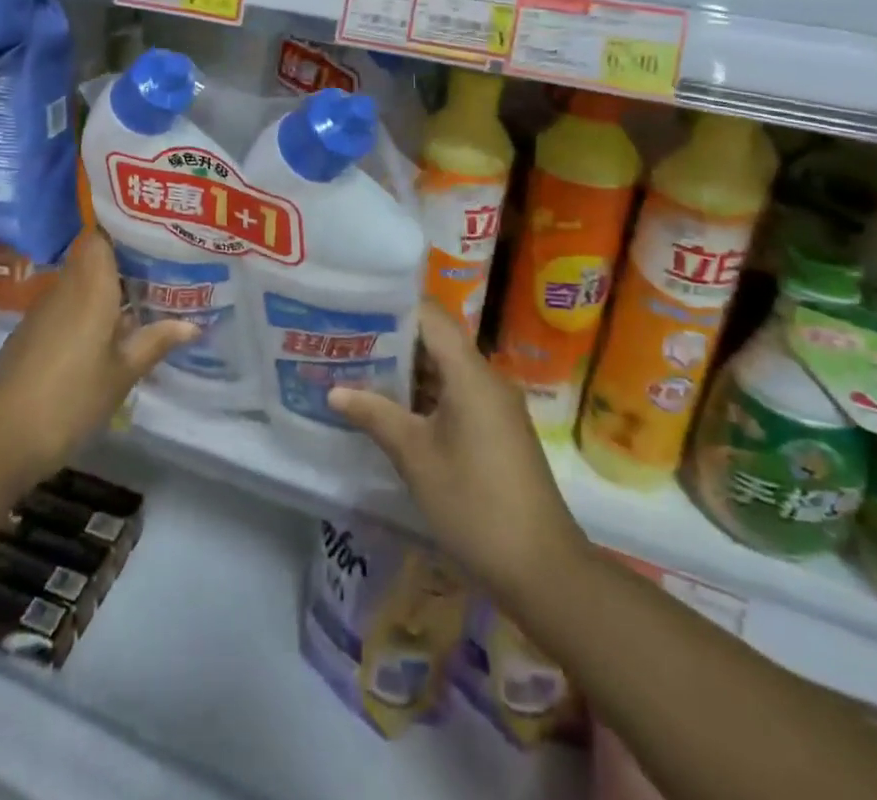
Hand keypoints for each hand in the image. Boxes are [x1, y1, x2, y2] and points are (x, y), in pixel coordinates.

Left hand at [0, 231, 196, 486]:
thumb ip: (155, 342)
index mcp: (90, 285)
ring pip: (85, 280)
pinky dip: (95, 307)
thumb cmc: (69, 399)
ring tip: (154, 291)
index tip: (159, 231)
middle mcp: (66, 287)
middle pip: (96, 256)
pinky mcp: (36, 332)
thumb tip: (194, 323)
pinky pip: (72, 303)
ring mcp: (47, 310)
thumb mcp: (122, 374)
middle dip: (129, 258)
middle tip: (169, 263)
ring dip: (113, 285)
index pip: (102, 234)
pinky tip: (118, 326)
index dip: (127, 228)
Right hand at [327, 299, 583, 602]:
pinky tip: (391, 410)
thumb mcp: (416, 457)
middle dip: (392, 341)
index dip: (393, 307)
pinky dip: (425, 396)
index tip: (355, 307)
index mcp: (470, 373)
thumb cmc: (474, 502)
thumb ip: (375, 416)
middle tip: (346, 341)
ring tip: (358, 370)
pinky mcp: (496, 431)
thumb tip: (334, 391)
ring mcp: (494, 406)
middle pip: (436, 341)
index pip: (430, 316)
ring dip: (407, 372)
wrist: (542, 569)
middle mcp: (486, 379)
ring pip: (445, 371)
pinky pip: (456, 396)